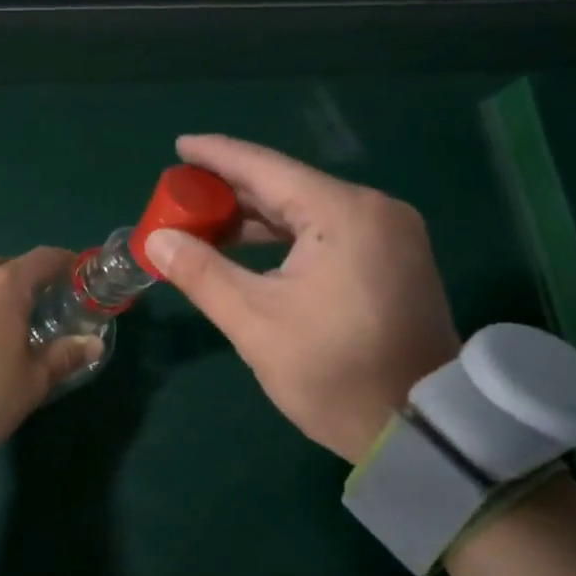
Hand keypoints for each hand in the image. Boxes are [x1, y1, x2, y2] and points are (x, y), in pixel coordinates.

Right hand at [143, 134, 460, 464]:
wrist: (417, 429)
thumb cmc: (332, 372)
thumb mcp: (254, 323)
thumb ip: (202, 273)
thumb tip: (157, 241)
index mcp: (345, 215)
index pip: (267, 169)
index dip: (217, 156)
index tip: (180, 146)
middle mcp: (375, 211)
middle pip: (288, 187)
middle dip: (232, 190)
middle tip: (181, 192)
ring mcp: (390, 236)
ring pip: (308, 212)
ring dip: (256, 218)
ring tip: (203, 222)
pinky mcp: (393, 260)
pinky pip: (328, 233)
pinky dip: (285, 238)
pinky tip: (248, 248)